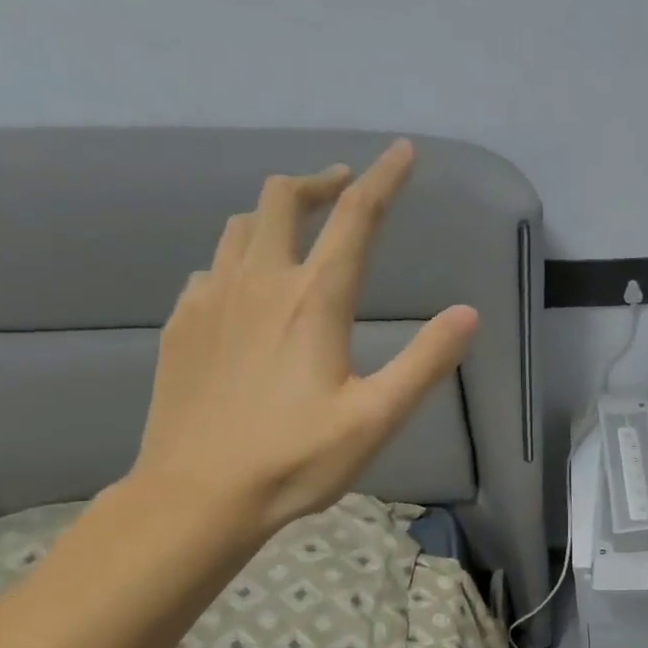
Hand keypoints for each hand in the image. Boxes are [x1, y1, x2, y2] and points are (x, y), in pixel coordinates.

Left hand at [130, 140, 477, 535]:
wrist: (196, 495)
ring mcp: (211, 300)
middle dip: (319, 183)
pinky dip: (240, 257)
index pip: (356, 219)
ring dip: (277, 215)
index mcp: (314, 302)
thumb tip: (466, 314)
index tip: (402, 151)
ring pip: (242, 227)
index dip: (384, 179)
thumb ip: (425, 361)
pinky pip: (213, 266)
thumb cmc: (296, 459)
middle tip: (345, 189)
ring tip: (302, 231)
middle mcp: (259, 283)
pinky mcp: (181, 324)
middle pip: (282, 200)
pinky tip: (250, 289)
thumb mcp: (378, 417)